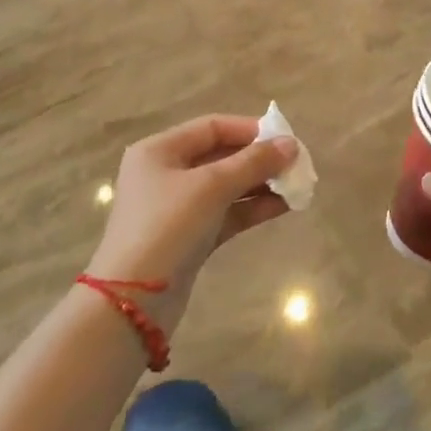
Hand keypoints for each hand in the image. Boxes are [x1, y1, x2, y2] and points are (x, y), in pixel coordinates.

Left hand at [86, 114, 297, 330]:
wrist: (133, 304)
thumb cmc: (168, 227)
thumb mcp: (212, 187)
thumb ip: (253, 162)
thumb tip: (292, 144)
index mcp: (160, 151)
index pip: (212, 127)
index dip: (250, 129)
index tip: (286, 139)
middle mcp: (166, 173)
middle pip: (221, 155)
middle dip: (259, 159)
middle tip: (296, 164)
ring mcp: (178, 208)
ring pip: (227, 186)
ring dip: (261, 184)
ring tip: (297, 185)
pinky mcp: (190, 238)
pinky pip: (227, 213)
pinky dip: (253, 208)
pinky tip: (284, 206)